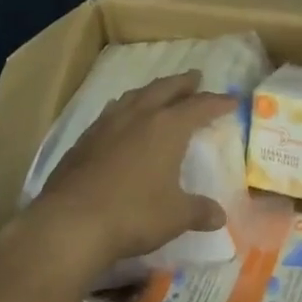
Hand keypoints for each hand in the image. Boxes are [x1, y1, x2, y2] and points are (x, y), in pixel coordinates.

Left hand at [24, 72, 237, 279]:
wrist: (70, 223)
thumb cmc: (133, 214)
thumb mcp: (175, 216)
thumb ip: (199, 211)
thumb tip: (219, 216)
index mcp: (167, 127)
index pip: (199, 106)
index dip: (217, 102)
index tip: (231, 100)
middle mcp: (139, 116)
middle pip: (165, 89)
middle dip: (183, 83)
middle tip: (195, 77)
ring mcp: (108, 125)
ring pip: (135, 96)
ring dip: (151, 91)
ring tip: (159, 92)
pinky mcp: (84, 140)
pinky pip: (111, 113)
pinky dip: (125, 109)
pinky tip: (121, 118)